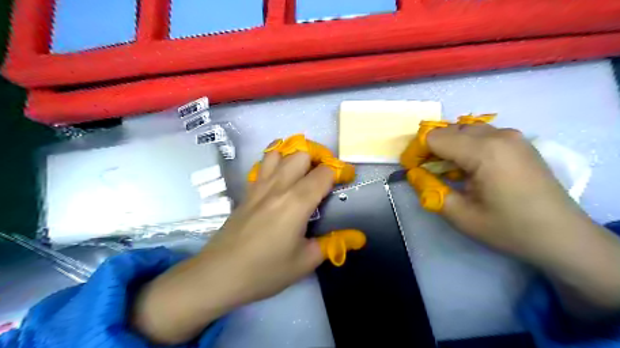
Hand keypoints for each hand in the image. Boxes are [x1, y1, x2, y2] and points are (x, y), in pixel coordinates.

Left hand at [131, 143, 341, 344]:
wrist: (220, 274)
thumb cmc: (265, 270)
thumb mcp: (305, 262)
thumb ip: (333, 244)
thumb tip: (358, 237)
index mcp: (297, 202)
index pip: (324, 173)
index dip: (340, 172)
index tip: (346, 179)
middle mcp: (279, 186)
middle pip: (302, 153)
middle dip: (319, 158)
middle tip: (325, 175)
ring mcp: (260, 185)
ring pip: (280, 151)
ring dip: (295, 155)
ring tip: (303, 170)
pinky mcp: (248, 190)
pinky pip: (262, 163)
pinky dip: (275, 159)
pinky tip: (280, 175)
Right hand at [418, 123, 619, 316]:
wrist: (562, 237)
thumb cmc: (509, 228)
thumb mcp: (461, 216)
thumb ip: (431, 191)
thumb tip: (414, 174)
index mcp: (483, 151)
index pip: (435, 138)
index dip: (417, 152)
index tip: (412, 170)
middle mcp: (498, 135)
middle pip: (449, 130)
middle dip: (432, 149)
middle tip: (427, 173)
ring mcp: (512, 136)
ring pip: (464, 131)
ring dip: (449, 147)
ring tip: (448, 172)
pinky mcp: (519, 142)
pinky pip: (482, 135)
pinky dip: (466, 147)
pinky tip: (469, 169)